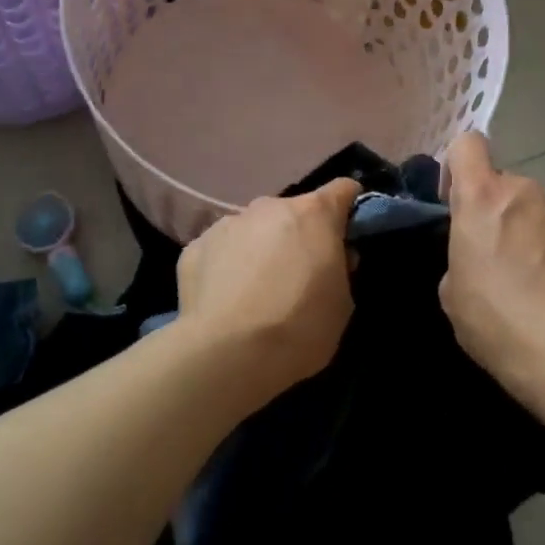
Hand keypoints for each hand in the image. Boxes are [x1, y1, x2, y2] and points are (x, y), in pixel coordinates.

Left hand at [176, 178, 361, 397]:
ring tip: (255, 292)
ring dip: (260, 249)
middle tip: (298, 276)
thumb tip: (330, 258)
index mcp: (314, 214)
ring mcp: (228, 223)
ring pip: (253, 229)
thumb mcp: (343, 303)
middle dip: (298, 236)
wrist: (227, 354)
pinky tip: (224, 301)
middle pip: (293, 212)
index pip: (342, 190)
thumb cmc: (299, 327)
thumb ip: (340, 269)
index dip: (349, 210)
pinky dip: (226, 267)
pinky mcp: (195, 247)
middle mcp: (270, 206)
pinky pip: (220, 250)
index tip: (347, 236)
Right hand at [440, 132, 544, 398]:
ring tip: (540, 271)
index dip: (458, 166)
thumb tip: (479, 254)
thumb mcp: (452, 291)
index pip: (467, 145)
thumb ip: (462, 253)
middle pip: (505, 183)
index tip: (457, 200)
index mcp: (481, 198)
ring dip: (534, 224)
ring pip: (540, 204)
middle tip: (500, 254)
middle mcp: (524, 189)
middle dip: (499, 210)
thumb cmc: (495, 321)